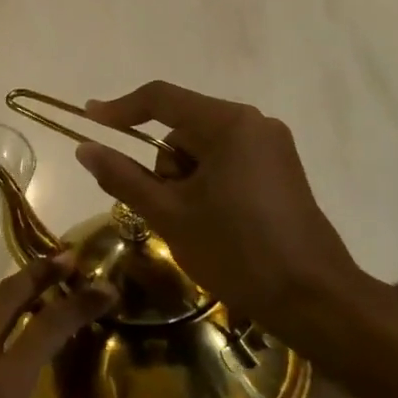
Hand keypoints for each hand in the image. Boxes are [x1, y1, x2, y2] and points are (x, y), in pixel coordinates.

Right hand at [74, 81, 362, 325]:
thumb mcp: (168, 214)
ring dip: (183, 178)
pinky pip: (225, 161)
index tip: (88, 120)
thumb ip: (122, 176)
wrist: (313, 299)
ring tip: (191, 223)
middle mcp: (254, 124)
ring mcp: (271, 147)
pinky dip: (205, 183)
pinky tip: (211, 221)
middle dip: (162, 164)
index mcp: (228, 125)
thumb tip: (84, 148)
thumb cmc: (236, 251)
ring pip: (201, 148)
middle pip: (181, 126)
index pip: (160, 99)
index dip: (119, 109)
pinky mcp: (279, 170)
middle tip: (162, 208)